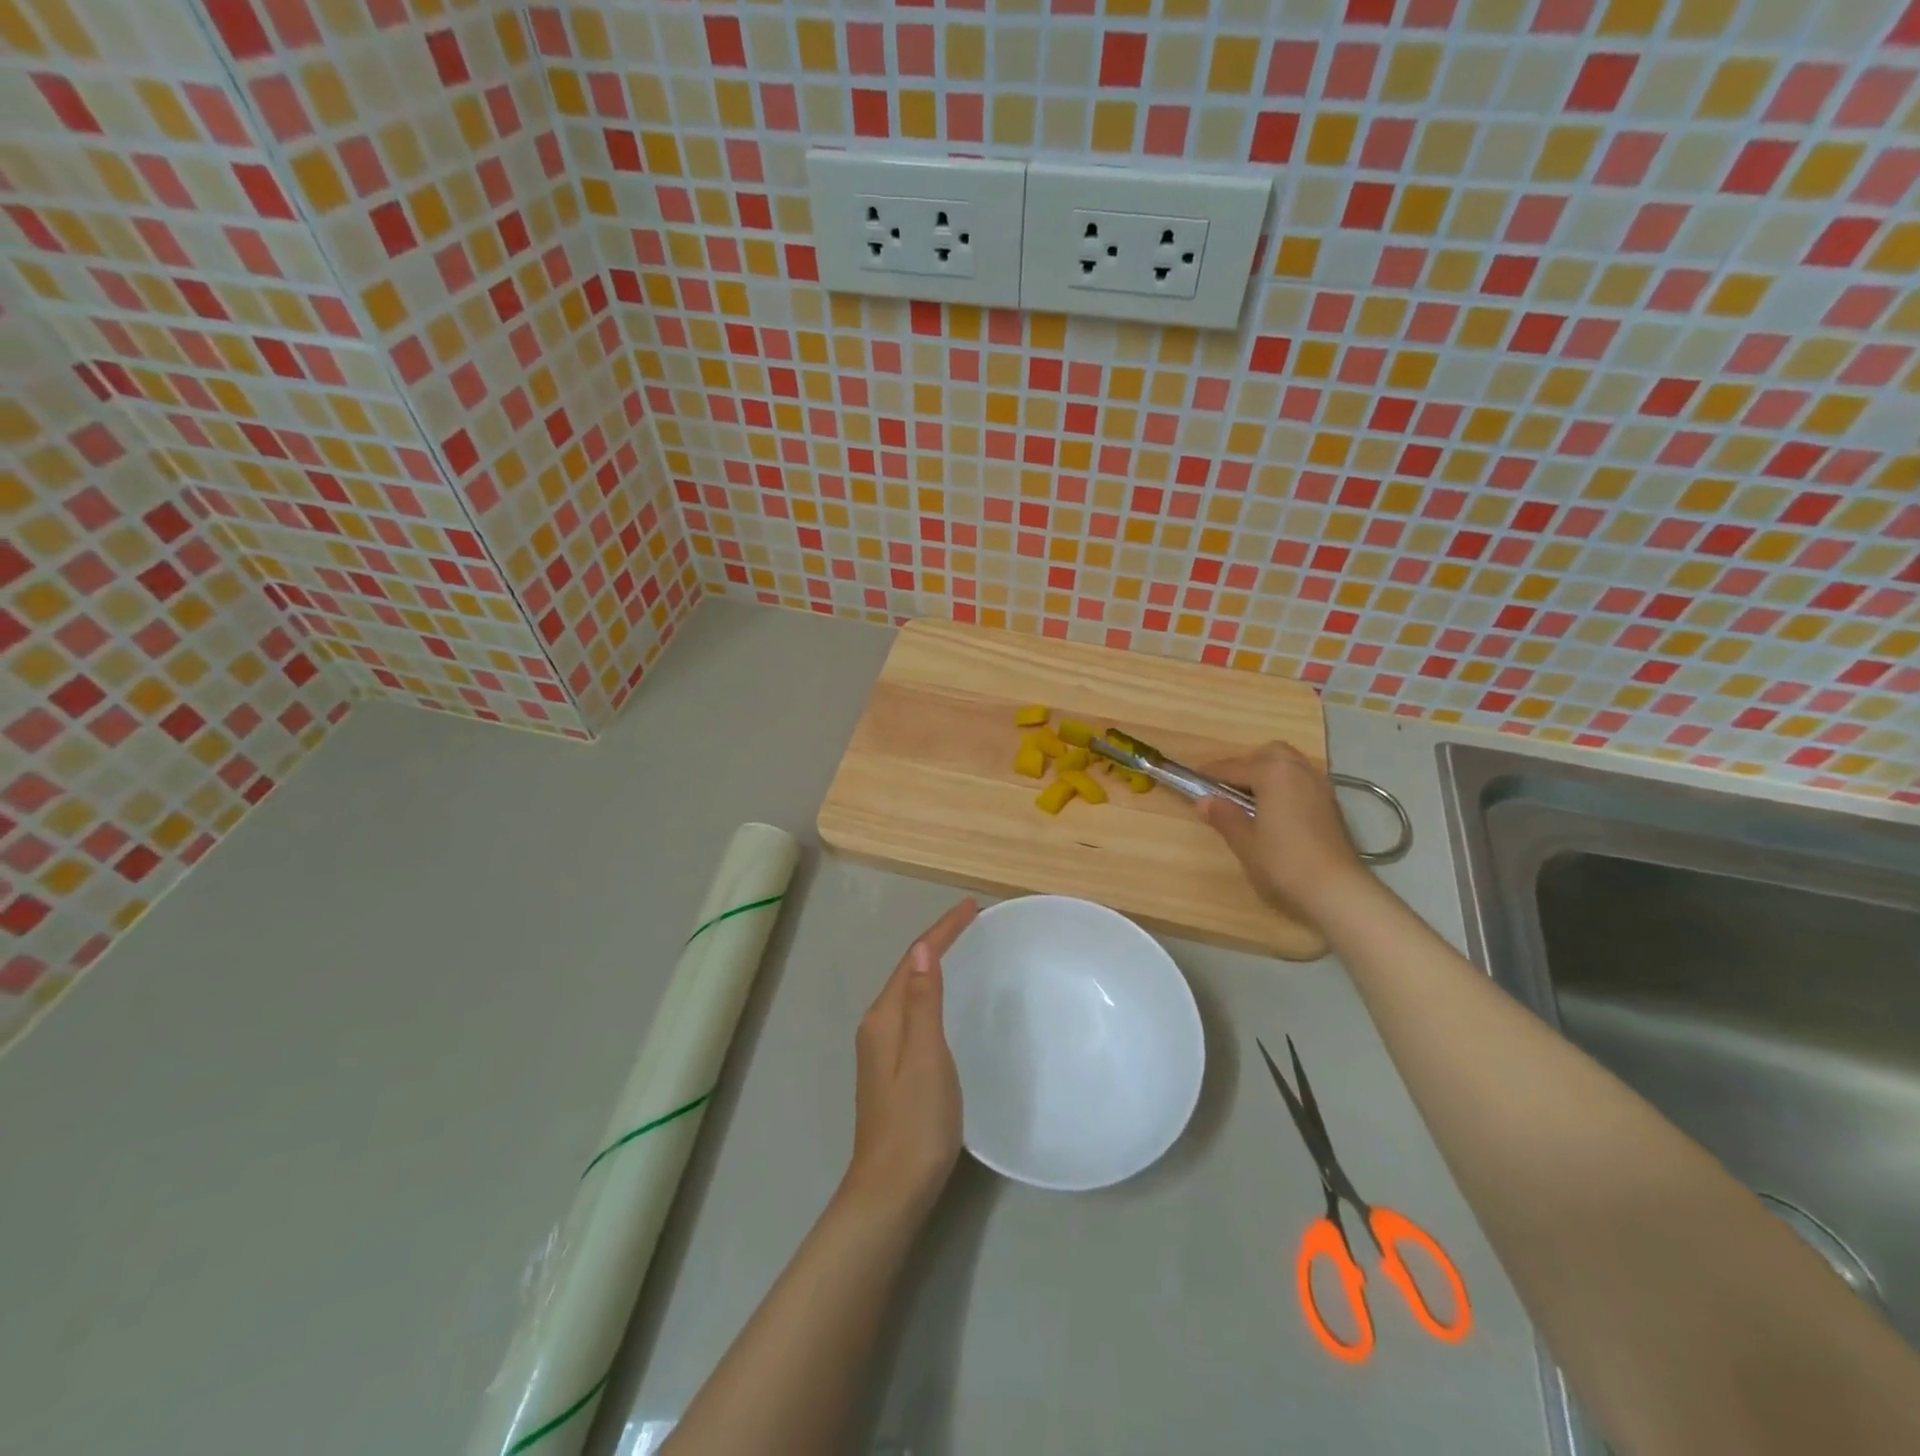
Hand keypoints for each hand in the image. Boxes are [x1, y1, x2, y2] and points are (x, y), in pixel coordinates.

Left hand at [841, 898, 978, 1220]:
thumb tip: (921, 948)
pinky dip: (932, 991)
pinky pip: (914, 1011)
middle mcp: (879, 1025)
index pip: (914, 959)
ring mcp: (883, 1048)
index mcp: (884, 1017)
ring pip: (910, 991)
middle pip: (909, 970)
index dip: (943, 931)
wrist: (891, 1189)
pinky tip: (947, 999)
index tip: (972, 907)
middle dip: (939, 941)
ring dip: (935, 964)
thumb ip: (922, 1001)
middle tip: (973, 922)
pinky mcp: (893, 1068)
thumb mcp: (925, 1056)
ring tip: (965, 948)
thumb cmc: (915, 1121)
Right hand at [1195, 743, 1366, 922]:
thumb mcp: (1245, 843)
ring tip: (1251, 802)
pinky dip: (1286, 789)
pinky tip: (1275, 814)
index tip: (1193, 778)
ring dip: (1269, 775)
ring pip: (1290, 767)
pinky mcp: (1332, 807)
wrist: (1338, 892)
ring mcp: (1320, 788)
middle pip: (1270, 755)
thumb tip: (1205, 801)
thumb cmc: (1283, 864)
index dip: (1211, 774)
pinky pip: (1302, 784)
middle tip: (1228, 789)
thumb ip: (1224, 817)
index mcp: (1273, 773)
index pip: (1234, 767)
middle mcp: (1299, 771)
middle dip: (1248, 765)